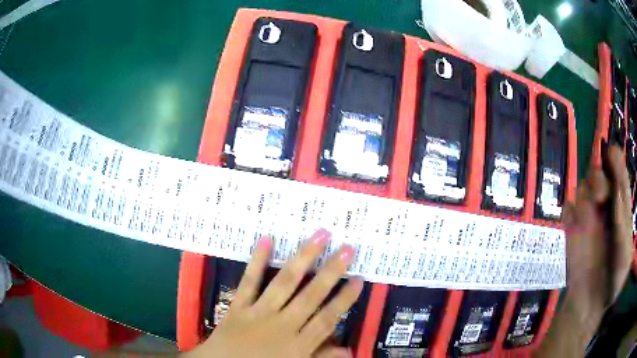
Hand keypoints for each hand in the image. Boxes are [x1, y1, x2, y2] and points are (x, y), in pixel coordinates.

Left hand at [184, 229, 363, 357]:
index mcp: (298, 344)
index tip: (359, 278)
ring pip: (285, 283)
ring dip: (303, 258)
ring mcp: (259, 313)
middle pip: (311, 296)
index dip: (345, 299)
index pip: (327, 318)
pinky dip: (257, 262)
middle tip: (347, 248)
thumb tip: (351, 352)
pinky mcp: (238, 306)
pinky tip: (266, 240)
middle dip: (331, 272)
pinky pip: (249, 282)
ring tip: (320, 236)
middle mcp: (282, 325)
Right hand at [562, 144, 633, 326]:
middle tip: (600, 194)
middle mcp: (606, 207)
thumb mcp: (625, 259)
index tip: (612, 153)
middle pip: (599, 174)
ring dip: (585, 191)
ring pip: (583, 187)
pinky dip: (570, 210)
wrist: (591, 307)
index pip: (620, 176)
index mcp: (621, 209)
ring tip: (589, 211)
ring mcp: (589, 218)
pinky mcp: (572, 230)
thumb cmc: (613, 283)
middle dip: (599, 175)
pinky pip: (568, 209)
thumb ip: (623, 229)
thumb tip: (616, 194)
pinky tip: (573, 223)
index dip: (617, 162)